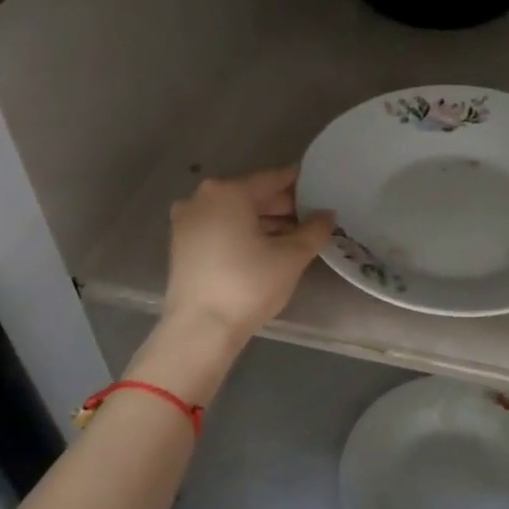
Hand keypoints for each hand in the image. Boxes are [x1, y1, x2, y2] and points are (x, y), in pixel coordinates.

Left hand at [162, 166, 334, 341]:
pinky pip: (220, 228)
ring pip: (234, 213)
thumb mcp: (291, 256)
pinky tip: (265, 248)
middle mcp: (202, 198)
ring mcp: (186, 222)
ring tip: (294, 236)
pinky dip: (242, 233)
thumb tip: (327, 214)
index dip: (300, 183)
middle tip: (312, 217)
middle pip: (251, 195)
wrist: (200, 329)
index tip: (321, 187)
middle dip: (282, 206)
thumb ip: (314, 230)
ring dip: (263, 221)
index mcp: (228, 192)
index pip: (272, 179)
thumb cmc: (248, 284)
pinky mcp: (181, 245)